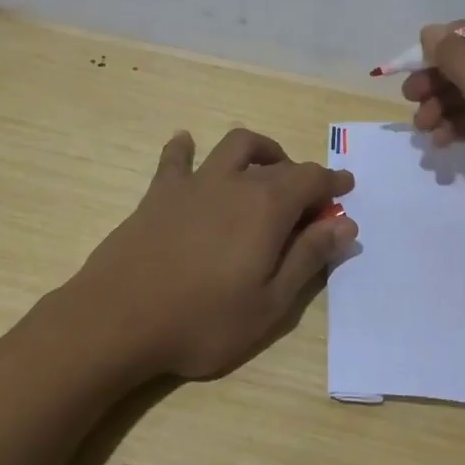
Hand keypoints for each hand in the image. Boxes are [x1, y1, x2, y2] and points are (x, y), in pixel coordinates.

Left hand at [71, 128, 356, 380]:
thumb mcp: (270, 303)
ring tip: (266, 170)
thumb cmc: (202, 321)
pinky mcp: (158, 194)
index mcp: (267, 207)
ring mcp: (193, 184)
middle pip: (279, 165)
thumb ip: (308, 258)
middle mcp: (234, 183)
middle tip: (310, 201)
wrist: (118, 320)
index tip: (346, 188)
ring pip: (234, 147)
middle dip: (302, 176)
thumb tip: (345, 224)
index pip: (312, 179)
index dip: (333, 182)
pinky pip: (175, 158)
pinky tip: (187, 144)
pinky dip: (186, 148)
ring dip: (259, 151)